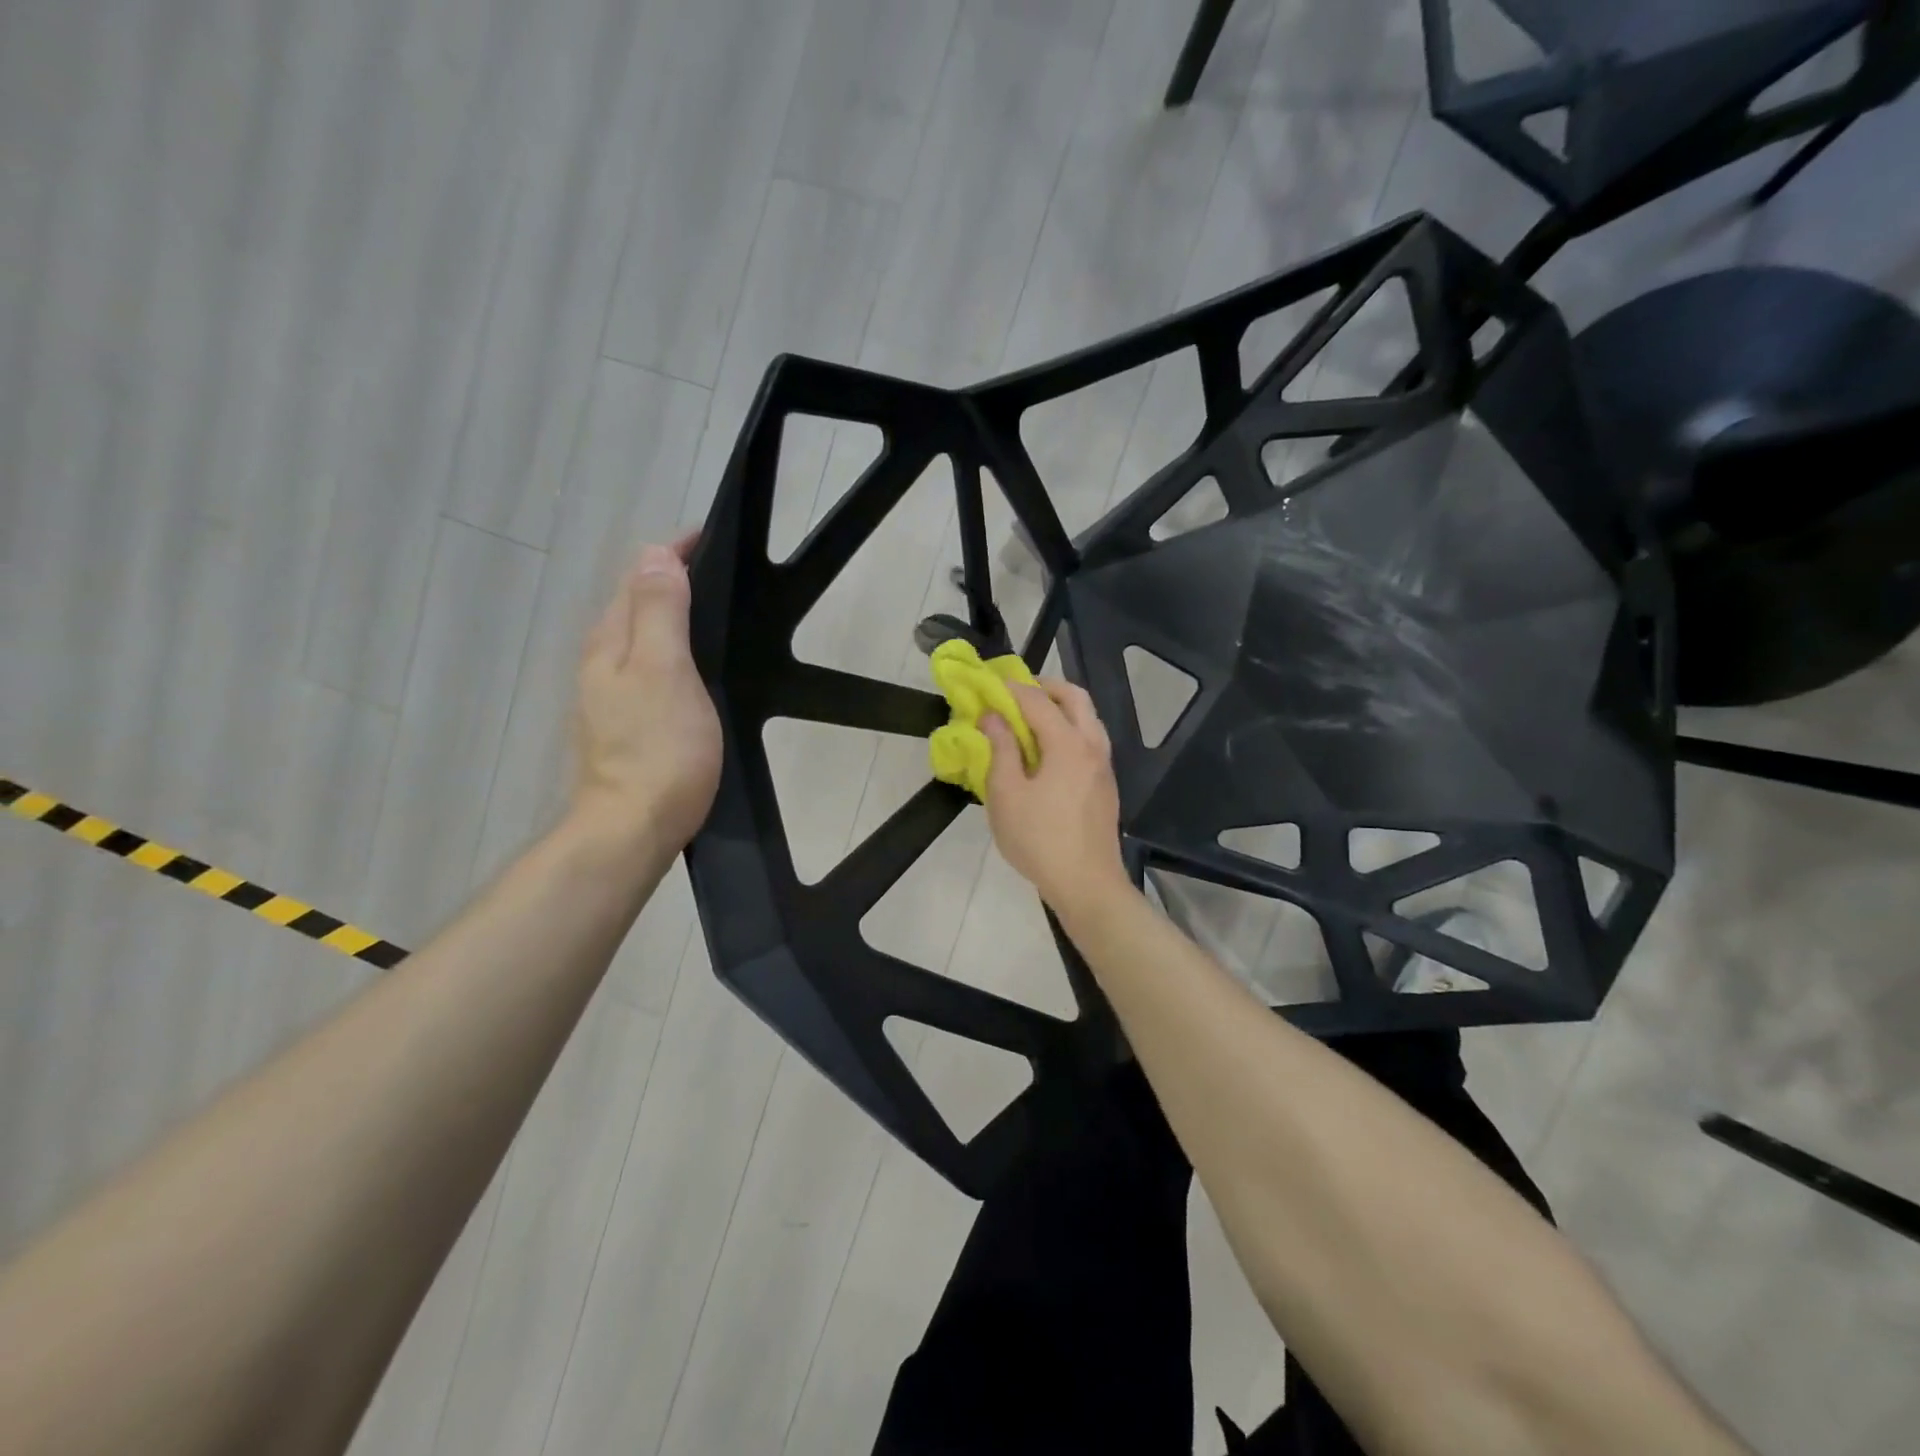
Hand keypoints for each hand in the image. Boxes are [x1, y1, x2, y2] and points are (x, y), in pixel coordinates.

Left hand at [571, 534, 721, 854]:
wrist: (633, 827)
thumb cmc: (659, 748)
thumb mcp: (665, 670)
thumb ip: (660, 612)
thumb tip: (655, 554)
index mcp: (611, 642)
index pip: (638, 577)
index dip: (672, 554)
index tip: (711, 538)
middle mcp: (602, 661)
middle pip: (635, 604)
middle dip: (670, 579)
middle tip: (719, 572)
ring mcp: (609, 696)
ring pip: (640, 637)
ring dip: (669, 615)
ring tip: (712, 611)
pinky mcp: (625, 724)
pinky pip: (648, 668)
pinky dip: (670, 652)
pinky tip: (695, 668)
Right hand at [979, 679, 1128, 915]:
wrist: (1087, 884)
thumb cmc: (1039, 839)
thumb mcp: (1006, 795)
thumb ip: (1000, 750)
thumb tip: (993, 717)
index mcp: (1068, 744)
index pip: (1038, 701)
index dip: (1012, 689)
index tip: (990, 685)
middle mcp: (1092, 746)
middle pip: (1076, 698)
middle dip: (1046, 687)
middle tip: (1018, 692)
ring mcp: (1104, 767)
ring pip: (1088, 719)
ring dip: (1062, 708)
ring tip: (1031, 720)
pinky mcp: (1106, 785)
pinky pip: (1091, 741)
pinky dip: (1070, 730)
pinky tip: (1048, 752)